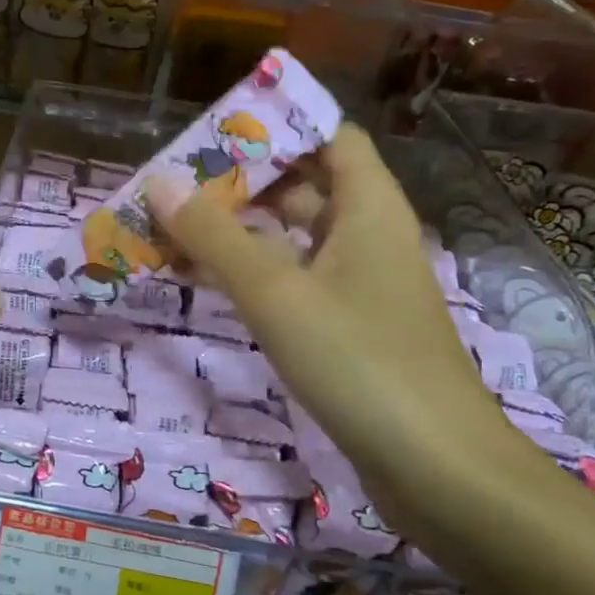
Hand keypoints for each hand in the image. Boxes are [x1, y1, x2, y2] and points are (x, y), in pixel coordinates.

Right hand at [146, 123, 515, 490]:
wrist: (436, 467)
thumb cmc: (360, 361)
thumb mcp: (276, 293)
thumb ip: (215, 237)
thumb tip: (158, 182)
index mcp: (368, 208)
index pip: (327, 136)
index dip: (275, 127)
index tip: (213, 133)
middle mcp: (367, 237)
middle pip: (304, 186)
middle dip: (241, 181)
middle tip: (175, 184)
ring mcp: (359, 286)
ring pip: (292, 239)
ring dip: (238, 232)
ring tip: (173, 229)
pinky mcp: (348, 329)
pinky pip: (293, 283)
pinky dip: (251, 276)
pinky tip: (206, 284)